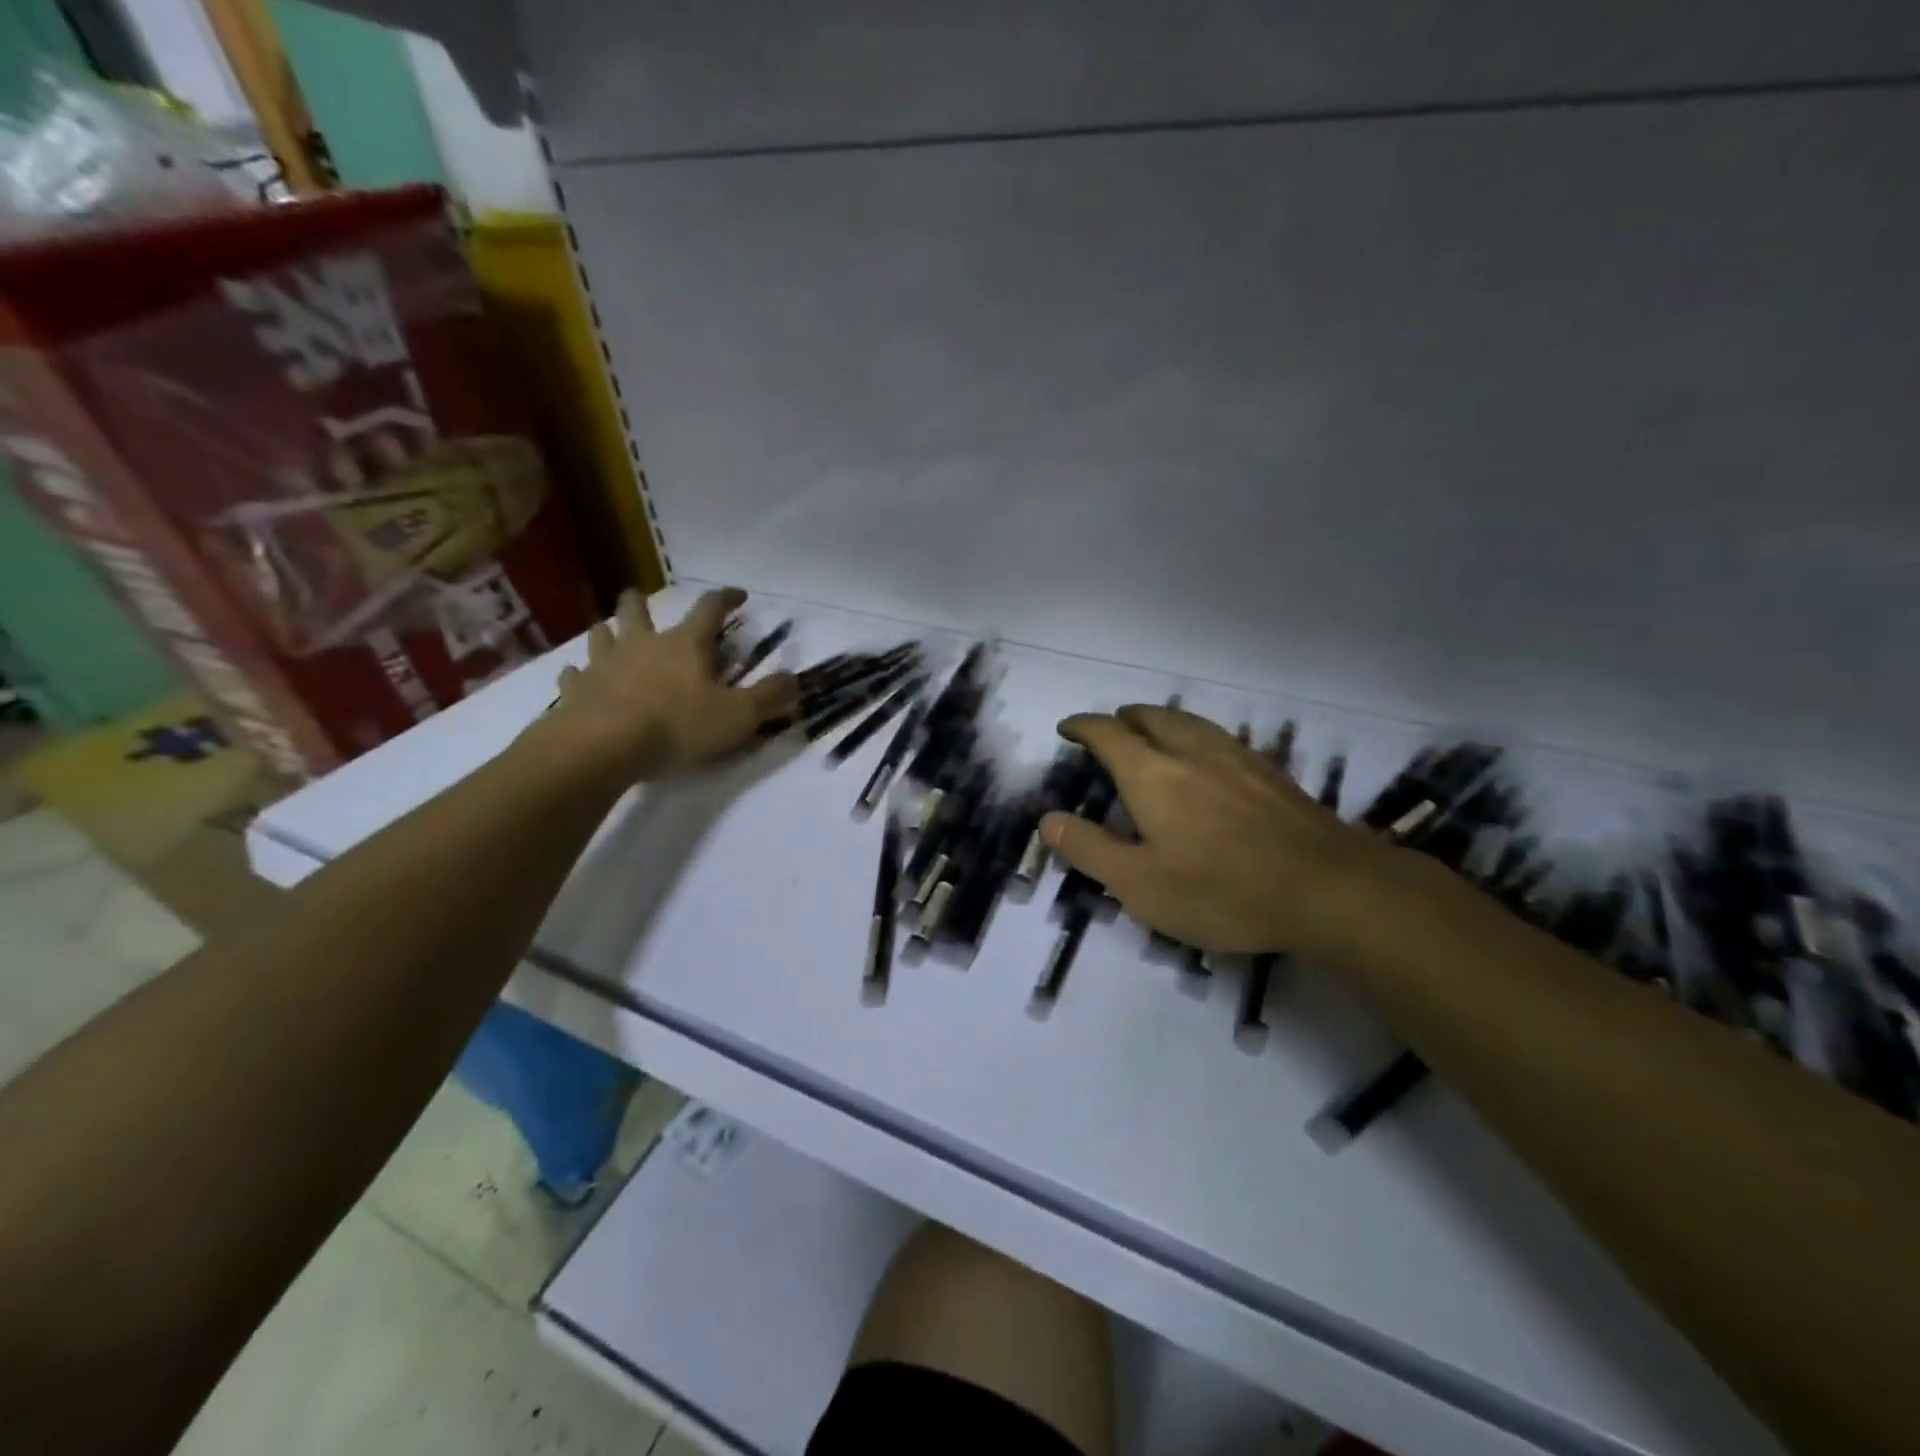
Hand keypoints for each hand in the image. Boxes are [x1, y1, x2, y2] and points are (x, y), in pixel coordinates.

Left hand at [537, 587, 798, 783]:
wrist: (603, 746)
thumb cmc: (677, 726)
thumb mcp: (738, 716)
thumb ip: (770, 697)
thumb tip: (796, 679)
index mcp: (685, 645)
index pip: (709, 609)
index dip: (726, 598)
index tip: (738, 595)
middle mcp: (642, 645)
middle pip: (638, 611)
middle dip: (642, 602)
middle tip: (640, 597)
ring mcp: (603, 665)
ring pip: (602, 635)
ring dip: (607, 630)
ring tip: (608, 631)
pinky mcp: (575, 691)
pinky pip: (573, 676)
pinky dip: (578, 675)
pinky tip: (577, 678)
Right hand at [1040, 705, 1404, 958]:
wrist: (1328, 889)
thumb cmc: (1221, 890)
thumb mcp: (1139, 884)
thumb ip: (1090, 849)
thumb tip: (1047, 820)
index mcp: (1152, 774)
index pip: (1108, 734)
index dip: (1083, 726)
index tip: (1067, 728)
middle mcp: (1191, 752)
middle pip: (1152, 716)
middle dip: (1124, 718)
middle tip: (1110, 730)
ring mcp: (1236, 758)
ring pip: (1190, 722)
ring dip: (1162, 721)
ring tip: (1153, 735)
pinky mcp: (1270, 772)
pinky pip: (1219, 738)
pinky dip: (1196, 737)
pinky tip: (1208, 761)